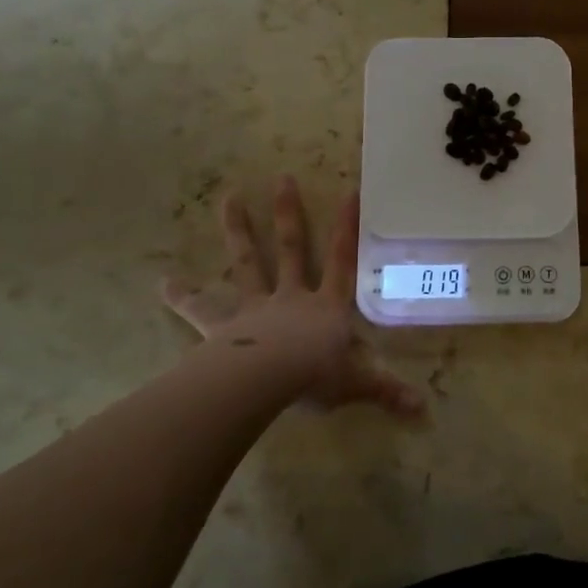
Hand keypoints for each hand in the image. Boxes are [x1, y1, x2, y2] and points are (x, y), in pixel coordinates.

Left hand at [162, 176, 423, 417]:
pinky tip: (163, 282)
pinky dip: (183, 296)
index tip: (349, 192)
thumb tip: (424, 409)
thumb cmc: (316, 376)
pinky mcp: (223, 327)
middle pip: (290, 247)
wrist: (268, 381)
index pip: (342, 260)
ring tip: (228, 198)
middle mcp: (291, 296)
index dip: (347, 228)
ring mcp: (255, 307)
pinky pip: (200, 310)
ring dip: (238, 231)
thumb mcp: (358, 384)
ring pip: (247, 262)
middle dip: (288, 213)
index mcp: (327, 306)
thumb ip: (387, 391)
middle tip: (282, 178)